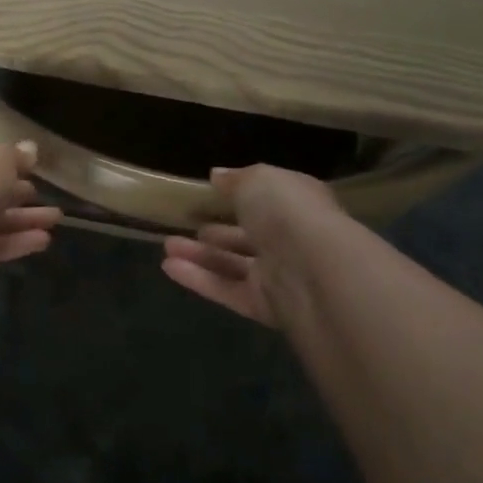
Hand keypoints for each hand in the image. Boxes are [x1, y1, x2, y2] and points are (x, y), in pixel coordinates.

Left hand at [0, 139, 60, 291]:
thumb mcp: (1, 156)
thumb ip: (17, 154)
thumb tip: (30, 149)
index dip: (2, 161)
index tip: (28, 166)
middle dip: (16, 192)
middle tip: (41, 192)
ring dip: (26, 219)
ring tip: (57, 217)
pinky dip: (20, 242)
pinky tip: (45, 239)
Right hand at [161, 165, 340, 326]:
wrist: (315, 271)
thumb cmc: (288, 212)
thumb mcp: (258, 180)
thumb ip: (236, 179)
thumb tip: (217, 176)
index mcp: (298, 203)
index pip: (268, 198)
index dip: (241, 194)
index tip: (210, 192)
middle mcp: (291, 239)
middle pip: (250, 235)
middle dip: (219, 230)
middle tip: (189, 223)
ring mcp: (279, 275)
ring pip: (234, 264)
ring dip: (201, 255)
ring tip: (168, 246)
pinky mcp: (265, 306)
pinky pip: (227, 290)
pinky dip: (199, 279)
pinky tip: (168, 267)